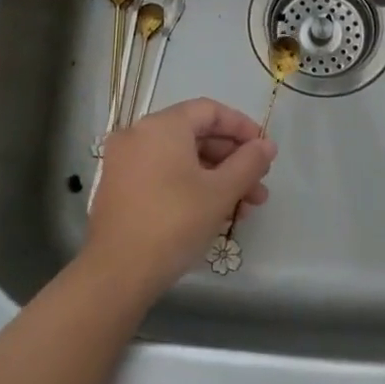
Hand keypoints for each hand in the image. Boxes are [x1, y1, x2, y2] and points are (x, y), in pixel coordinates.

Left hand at [85, 98, 277, 297]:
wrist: (117, 273)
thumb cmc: (174, 223)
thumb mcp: (220, 192)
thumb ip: (249, 162)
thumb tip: (267, 146)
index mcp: (162, 126)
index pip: (209, 111)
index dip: (242, 127)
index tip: (265, 150)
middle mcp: (138, 134)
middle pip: (195, 135)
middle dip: (232, 160)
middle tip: (259, 185)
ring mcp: (124, 161)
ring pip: (181, 159)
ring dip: (216, 177)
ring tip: (245, 208)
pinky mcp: (119, 187)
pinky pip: (163, 174)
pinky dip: (190, 185)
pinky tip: (214, 212)